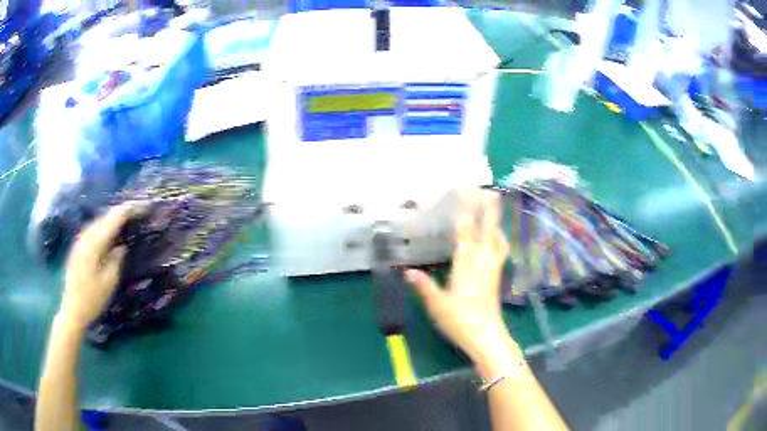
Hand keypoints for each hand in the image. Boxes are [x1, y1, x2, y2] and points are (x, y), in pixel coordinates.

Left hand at [59, 203, 143, 330]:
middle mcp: (86, 236)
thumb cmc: (92, 300)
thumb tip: (121, 246)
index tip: (144, 207)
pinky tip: (110, 232)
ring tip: (126, 218)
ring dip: (112, 218)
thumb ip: (116, 260)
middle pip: (105, 216)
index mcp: (94, 243)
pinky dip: (104, 226)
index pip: (114, 219)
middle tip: (138, 211)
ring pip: (99, 221)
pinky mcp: (78, 247)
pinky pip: (94, 229)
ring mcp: (80, 241)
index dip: (129, 210)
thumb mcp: (108, 282)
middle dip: (121, 212)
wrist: (72, 310)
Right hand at [405, 191, 514, 365]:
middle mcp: (482, 262)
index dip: (465, 213)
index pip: (466, 233)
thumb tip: (408, 271)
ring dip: (495, 221)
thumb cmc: (459, 321)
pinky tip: (498, 237)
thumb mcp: (437, 305)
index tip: (466, 195)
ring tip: (495, 208)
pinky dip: (500, 239)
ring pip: (496, 239)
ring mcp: (492, 269)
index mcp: (466, 265)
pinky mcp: (497, 276)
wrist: (486, 336)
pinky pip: (500, 251)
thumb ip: (424, 286)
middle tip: (490, 191)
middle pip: (487, 231)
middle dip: (488, 210)